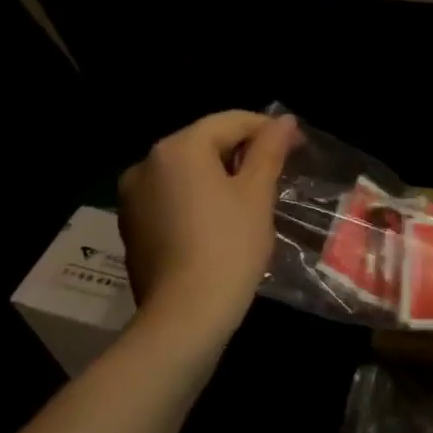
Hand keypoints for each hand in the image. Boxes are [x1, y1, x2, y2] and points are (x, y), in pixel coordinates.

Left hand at [117, 111, 297, 342]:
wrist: (187, 312)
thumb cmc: (231, 245)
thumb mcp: (257, 193)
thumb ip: (269, 151)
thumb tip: (285, 120)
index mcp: (178, 149)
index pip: (230, 121)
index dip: (268, 129)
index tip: (300, 146)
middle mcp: (146, 164)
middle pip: (204, 143)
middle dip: (243, 152)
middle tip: (280, 172)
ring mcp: (133, 197)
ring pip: (187, 172)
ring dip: (221, 175)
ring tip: (254, 198)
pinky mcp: (133, 226)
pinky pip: (173, 197)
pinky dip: (199, 198)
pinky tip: (223, 222)